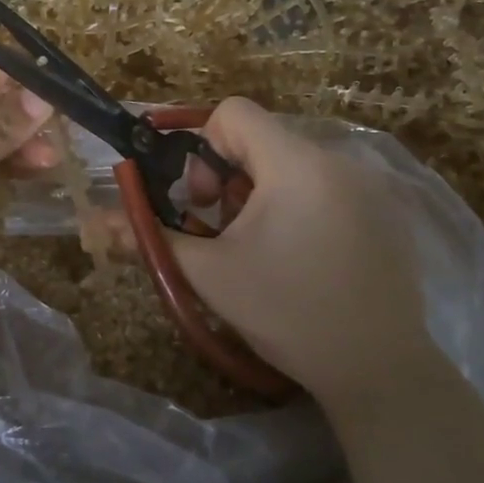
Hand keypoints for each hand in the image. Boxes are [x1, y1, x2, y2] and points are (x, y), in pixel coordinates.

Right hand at [169, 98, 444, 415]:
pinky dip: (301, 207)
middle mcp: (338, 159)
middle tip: (225, 232)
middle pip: (262, 140)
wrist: (380, 370)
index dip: (203, 147)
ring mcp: (369, 185)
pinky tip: (305, 259)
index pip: (234, 112)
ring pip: (293, 165)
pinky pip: (327, 186)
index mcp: (295, 164)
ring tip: (263, 250)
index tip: (203, 201)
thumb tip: (96, 221)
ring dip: (262, 195)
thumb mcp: (210, 275)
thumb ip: (151, 237)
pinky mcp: (387, 211)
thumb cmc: (288, 313)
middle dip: (229, 178)